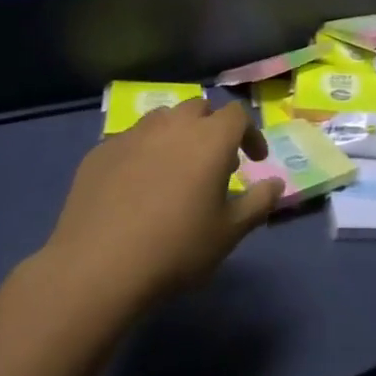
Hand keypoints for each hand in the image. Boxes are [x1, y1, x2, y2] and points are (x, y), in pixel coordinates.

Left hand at [42, 99, 282, 309]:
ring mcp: (132, 134)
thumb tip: (277, 183)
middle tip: (214, 165)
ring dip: (176, 135)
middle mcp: (172, 125)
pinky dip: (143, 153)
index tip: (253, 162)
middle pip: (199, 108)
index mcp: (209, 138)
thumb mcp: (229, 233)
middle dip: (212, 128)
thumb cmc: (176, 249)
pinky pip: (131, 140)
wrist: (98, 267)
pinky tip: (136, 187)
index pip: (238, 115)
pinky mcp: (100, 151)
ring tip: (175, 170)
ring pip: (162, 119)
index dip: (250, 134)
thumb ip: (259, 202)